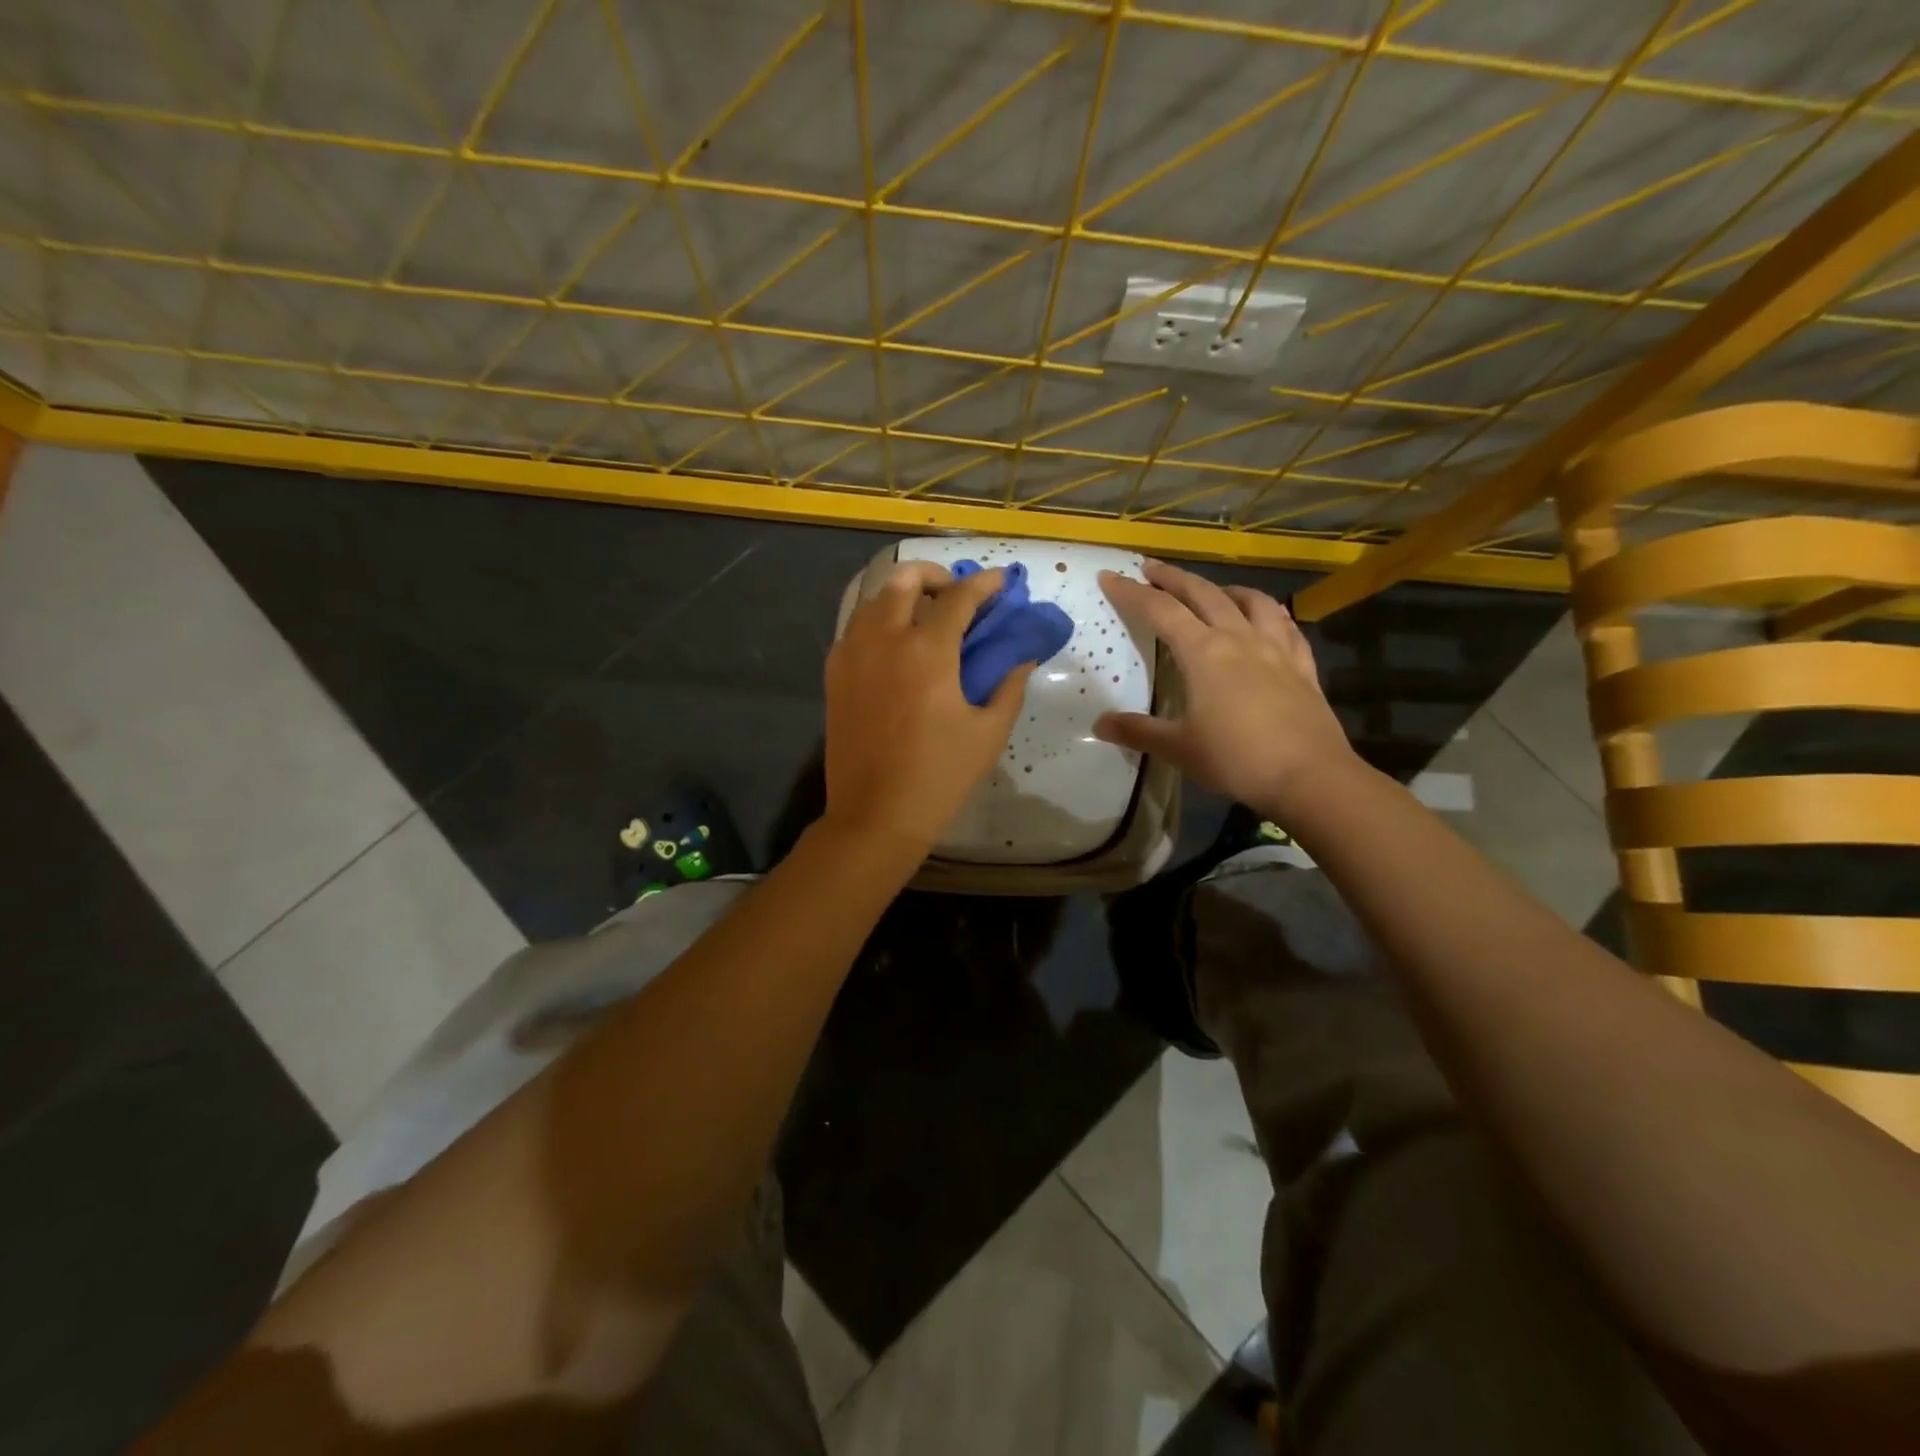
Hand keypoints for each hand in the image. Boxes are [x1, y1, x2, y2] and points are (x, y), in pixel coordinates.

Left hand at [822, 562, 1033, 856]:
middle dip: (934, 575)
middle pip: (904, 579)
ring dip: (902, 595)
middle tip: (954, 595)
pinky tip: (894, 646)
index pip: (959, 598)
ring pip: (874, 599)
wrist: (875, 815)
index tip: (1001, 581)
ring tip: (924, 616)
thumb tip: (1020, 658)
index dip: (985, 584)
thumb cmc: (939, 776)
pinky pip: (855, 628)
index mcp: (927, 651)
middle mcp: (884, 639)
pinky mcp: (834, 674)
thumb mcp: (988, 733)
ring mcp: (852, 654)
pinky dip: (878, 622)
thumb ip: (1008, 686)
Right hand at [1095, 560, 1358, 819]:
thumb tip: (1100, 723)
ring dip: (1223, 588)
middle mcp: (1238, 638)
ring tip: (1211, 589)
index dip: (1131, 592)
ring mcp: (1275, 648)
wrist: (1310, 776)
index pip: (1159, 611)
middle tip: (1151, 568)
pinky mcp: (1302, 664)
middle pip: (1202, 594)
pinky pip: (1284, 624)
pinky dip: (1268, 612)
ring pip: (1249, 600)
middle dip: (1172, 578)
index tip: (1110, 576)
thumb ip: (1138, 731)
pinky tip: (1265, 618)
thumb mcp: (1178, 748)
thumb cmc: (1236, 759)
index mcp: (1203, 652)